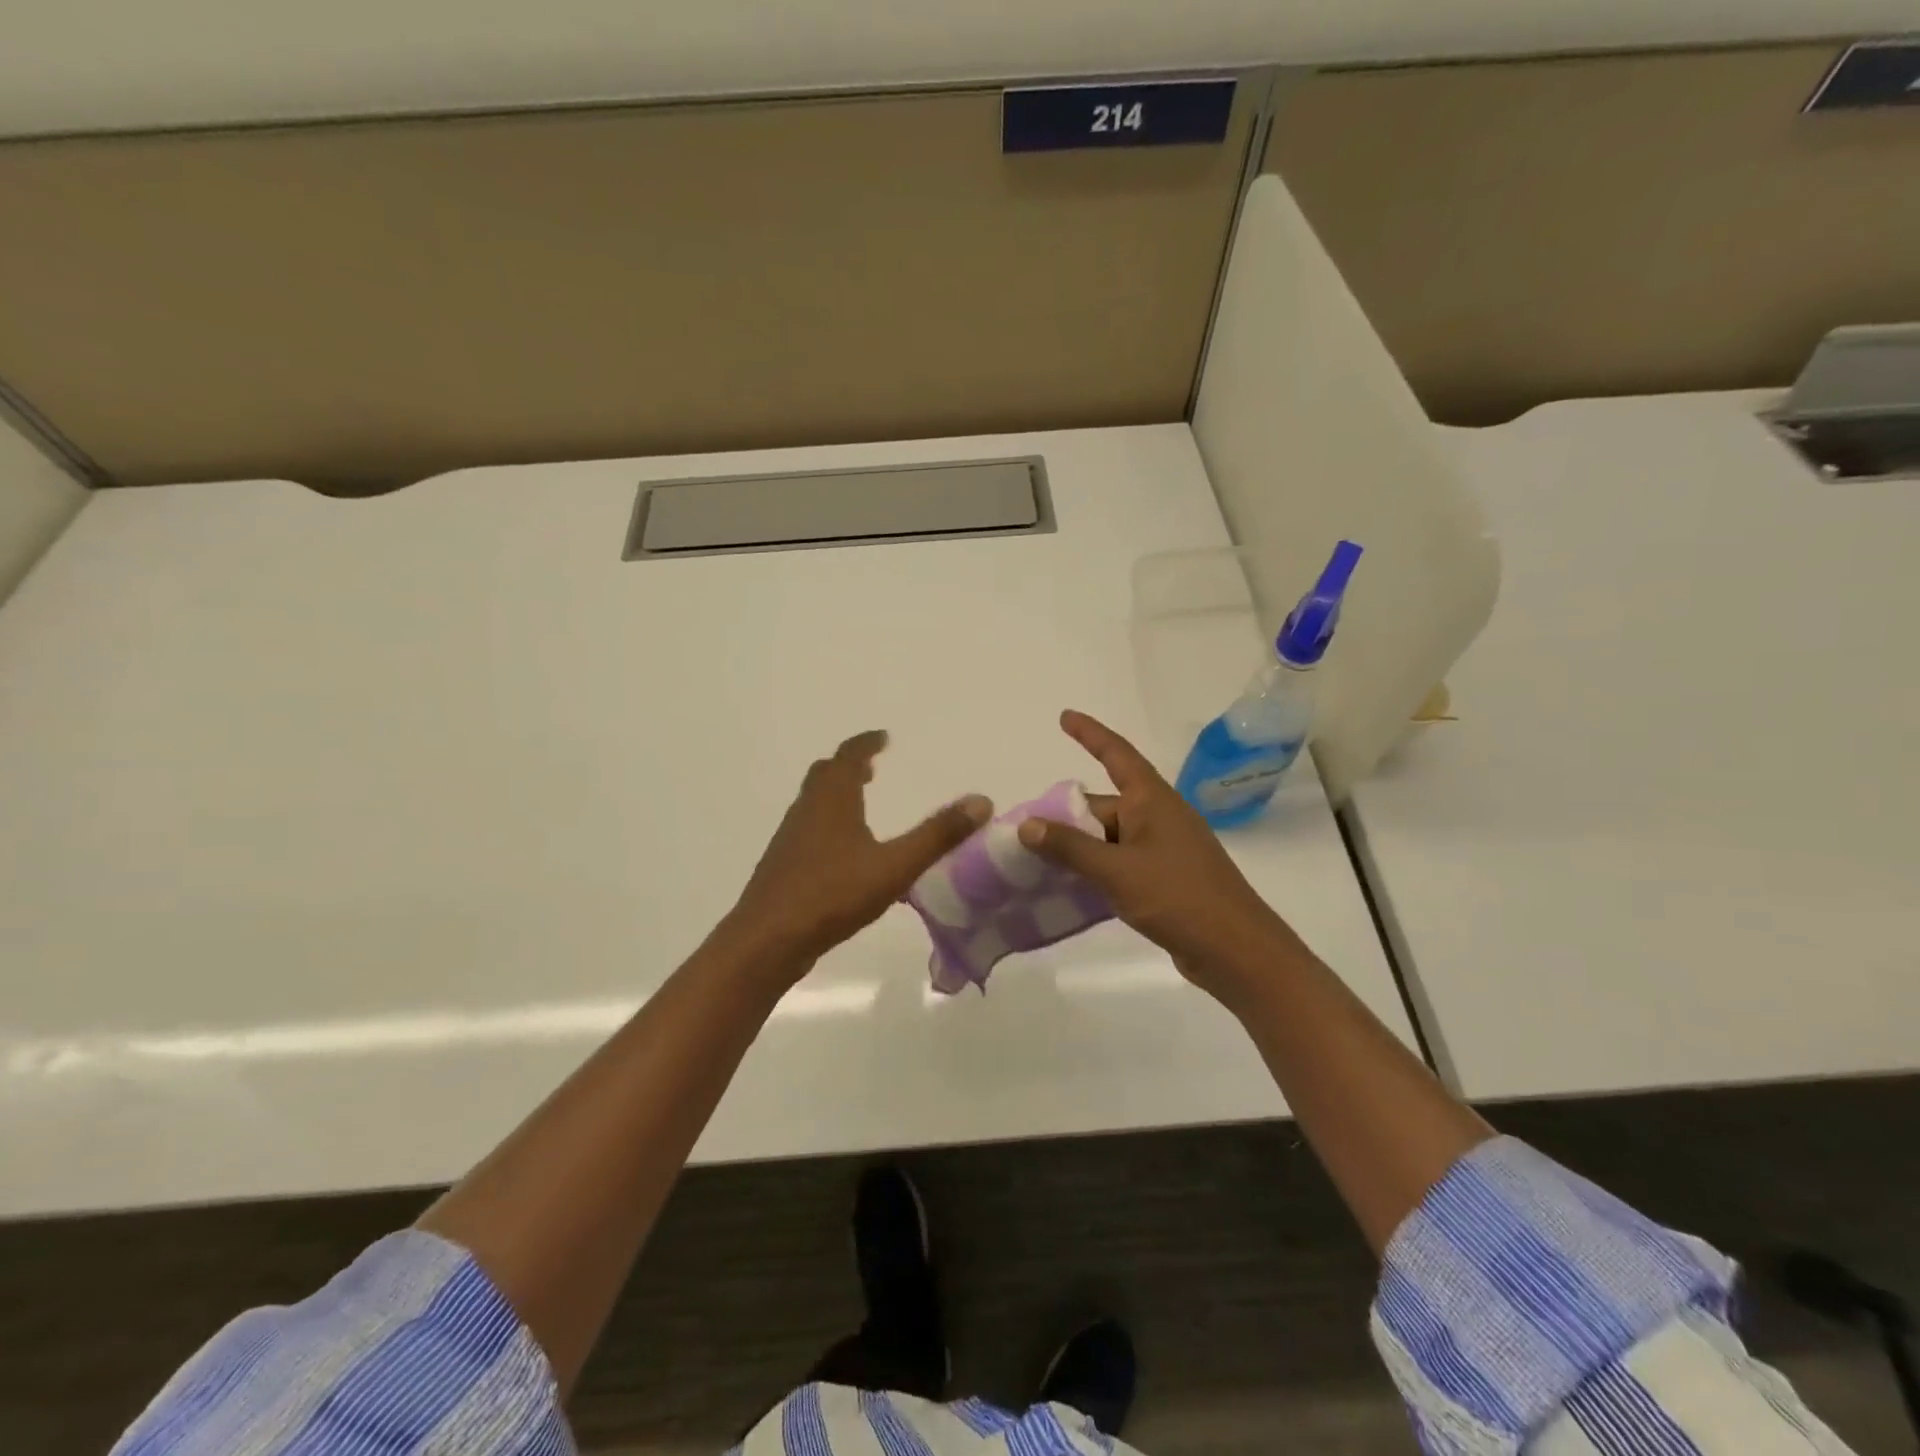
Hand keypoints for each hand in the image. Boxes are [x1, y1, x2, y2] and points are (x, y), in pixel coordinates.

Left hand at [725, 730, 992, 973]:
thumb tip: (981, 801)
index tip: (883, 737)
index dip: (866, 743)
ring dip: (837, 795)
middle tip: (871, 767)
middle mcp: (807, 811)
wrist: (767, 941)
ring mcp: (790, 839)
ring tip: (861, 803)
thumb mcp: (894, 866)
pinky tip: (845, 854)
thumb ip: (937, 835)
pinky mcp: (784, 866)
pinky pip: (809, 830)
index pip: (847, 756)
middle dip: (848, 766)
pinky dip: (829, 824)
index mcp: (831, 801)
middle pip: (825, 775)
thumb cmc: (832, 895)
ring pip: (814, 803)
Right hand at [1017, 710, 1309, 1008]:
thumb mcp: (1117, 871)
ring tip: (1035, 860)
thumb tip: (1027, 825)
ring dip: (1078, 847)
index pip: (1117, 755)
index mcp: (1152, 801)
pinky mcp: (1165, 879)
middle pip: (1103, 805)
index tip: (1065, 717)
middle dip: (1067, 816)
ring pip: (1109, 838)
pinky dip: (1095, 869)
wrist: (1236, 951)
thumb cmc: (1179, 897)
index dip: (1090, 734)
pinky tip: (1068, 887)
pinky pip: (1120, 863)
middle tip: (1024, 833)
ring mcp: (1163, 849)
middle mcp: (1158, 817)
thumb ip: (1070, 848)